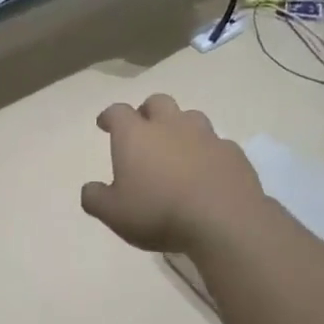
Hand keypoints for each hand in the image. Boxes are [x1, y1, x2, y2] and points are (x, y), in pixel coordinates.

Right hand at [80, 94, 271, 255]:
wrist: (224, 221)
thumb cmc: (159, 212)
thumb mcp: (113, 213)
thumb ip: (95, 198)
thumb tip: (90, 189)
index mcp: (136, 135)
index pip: (117, 112)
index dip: (109, 116)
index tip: (104, 124)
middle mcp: (170, 126)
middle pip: (158, 102)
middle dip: (147, 111)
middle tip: (143, 129)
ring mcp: (206, 136)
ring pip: (190, 117)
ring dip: (180, 127)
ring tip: (177, 148)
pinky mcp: (233, 153)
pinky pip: (217, 144)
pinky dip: (207, 152)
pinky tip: (206, 170)